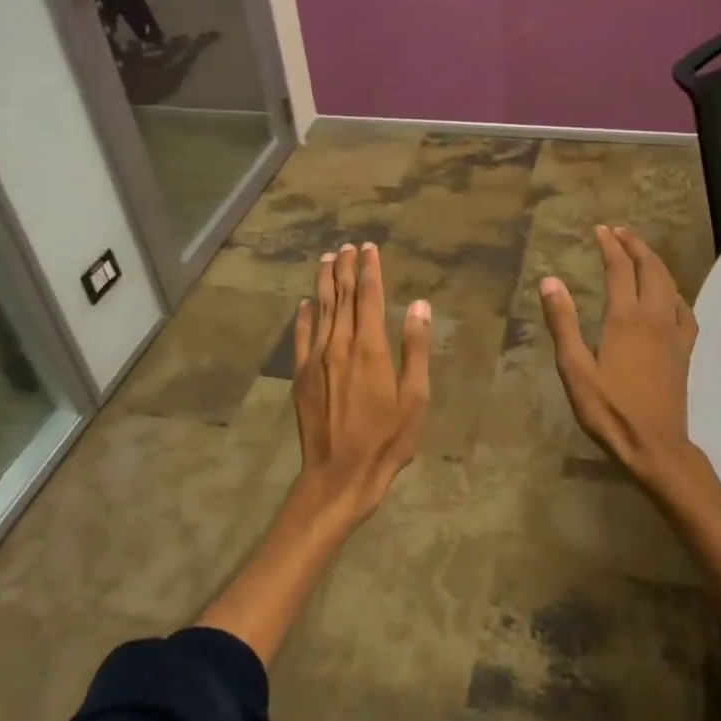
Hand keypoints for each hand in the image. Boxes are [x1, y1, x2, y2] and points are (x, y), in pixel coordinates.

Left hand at [291, 243, 431, 523]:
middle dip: (345, 269)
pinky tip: (305, 303)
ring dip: (324, 283)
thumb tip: (419, 306)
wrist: (339, 474)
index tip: (369, 248)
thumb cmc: (386, 439)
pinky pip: (302, 336)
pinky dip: (304, 316)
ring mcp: (316, 360)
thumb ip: (415, 348)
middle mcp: (339, 345)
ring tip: (326, 260)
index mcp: (369, 347)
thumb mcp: (415, 397)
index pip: (368, 297)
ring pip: (320, 310)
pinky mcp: (301, 376)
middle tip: (346, 246)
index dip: (369, 270)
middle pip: (342, 297)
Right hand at [539, 226, 707, 495]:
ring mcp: (674, 333)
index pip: (620, 269)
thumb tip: (551, 280)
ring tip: (641, 253)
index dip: (610, 246)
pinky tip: (669, 297)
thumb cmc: (609, 410)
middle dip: (636, 246)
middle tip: (619, 233)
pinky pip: (683, 309)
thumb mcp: (575, 369)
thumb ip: (563, 323)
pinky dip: (674, 292)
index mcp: (626, 319)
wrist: (655, 446)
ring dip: (655, 263)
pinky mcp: (684, 350)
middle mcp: (654, 317)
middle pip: (651, 269)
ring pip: (670, 285)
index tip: (600, 230)